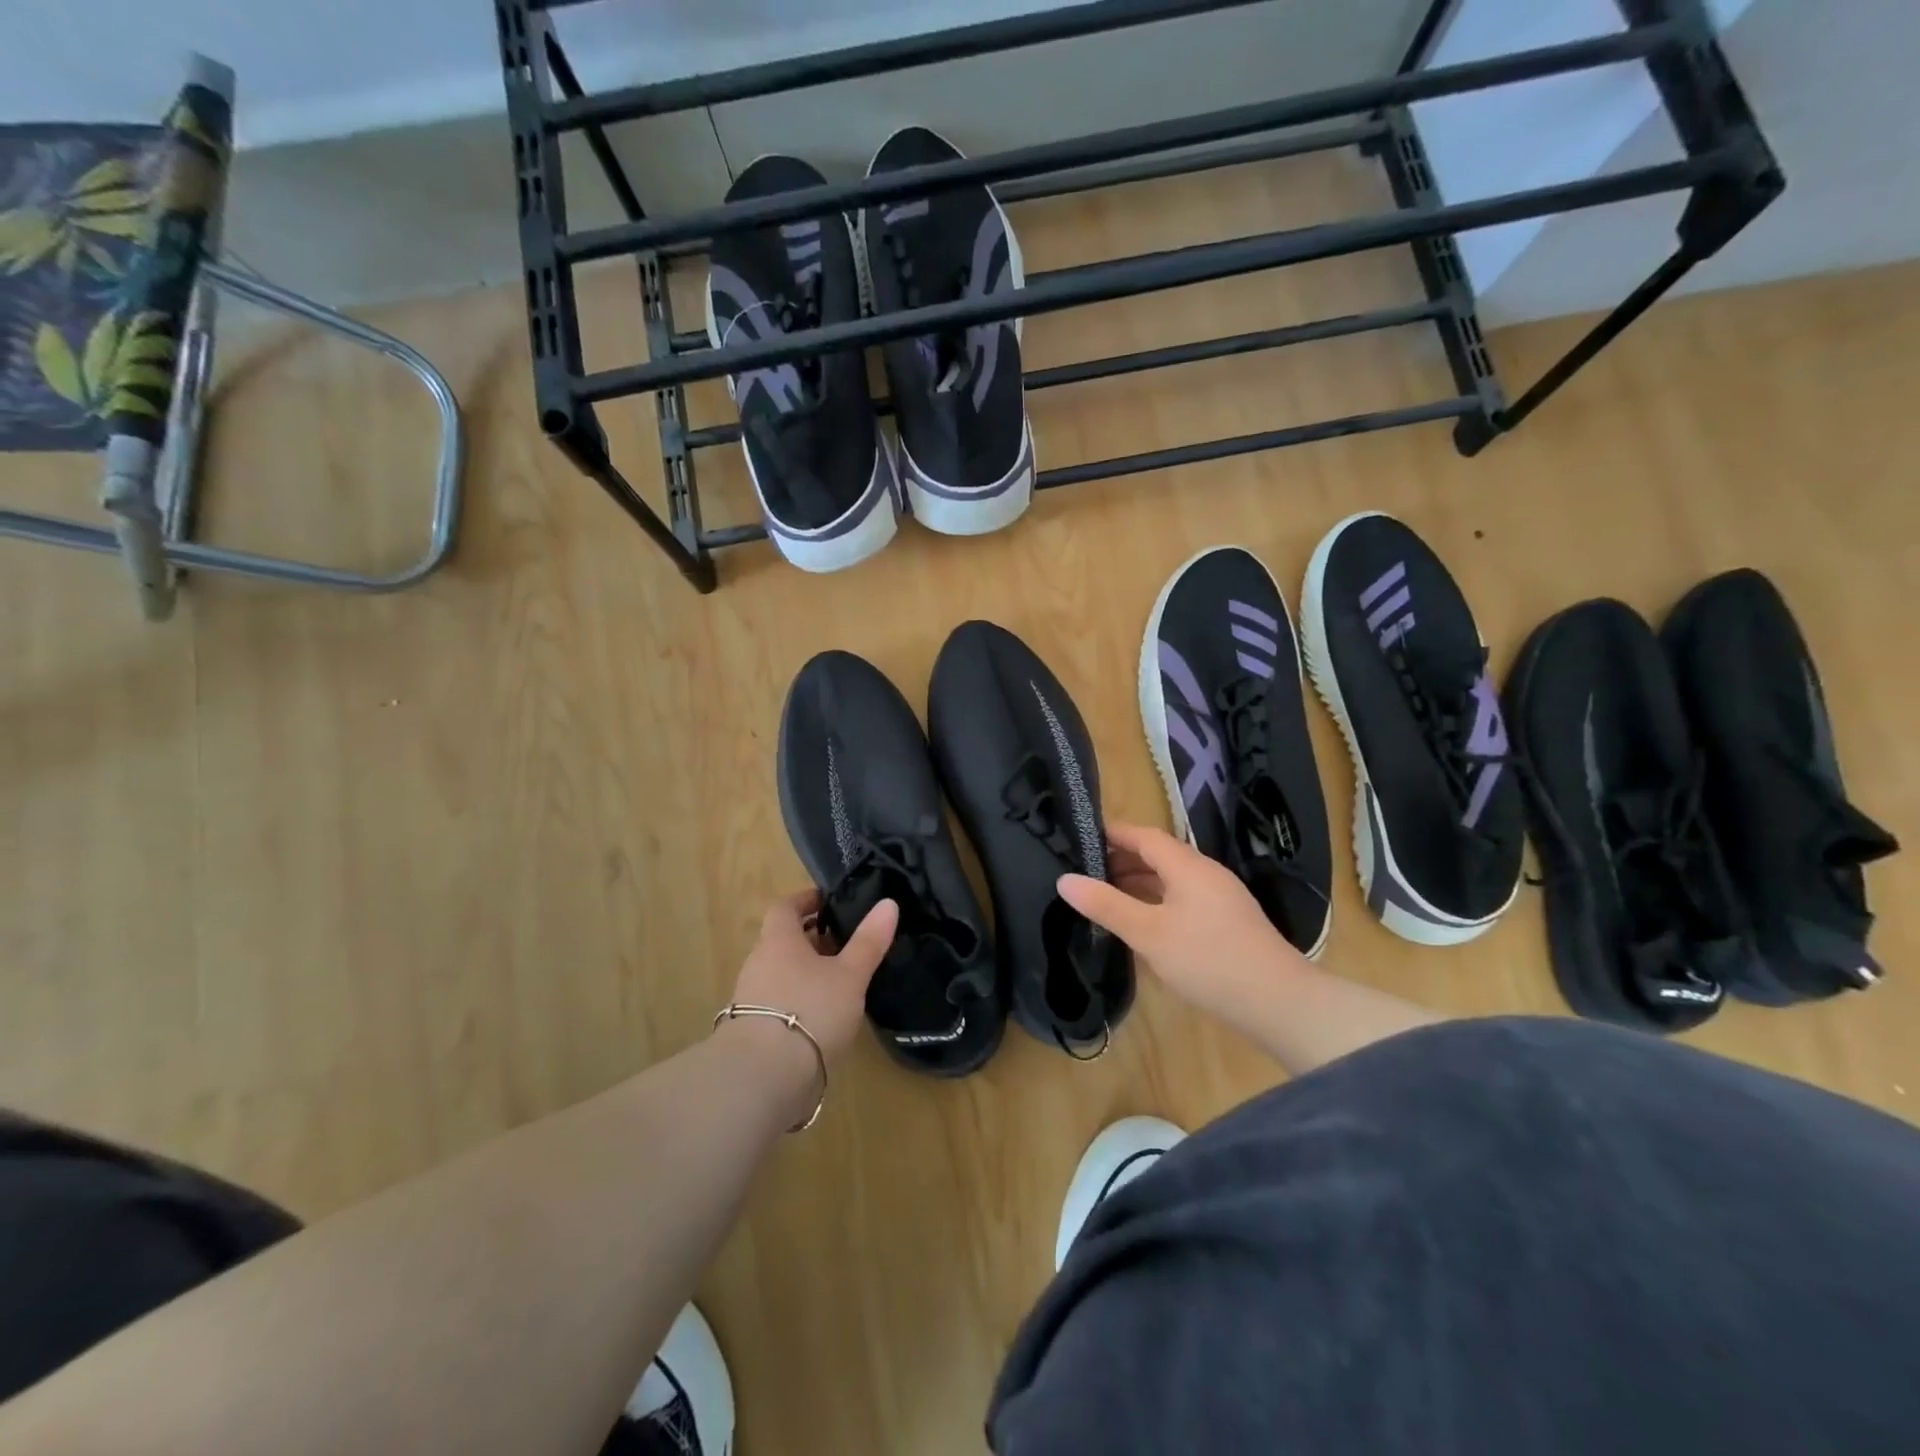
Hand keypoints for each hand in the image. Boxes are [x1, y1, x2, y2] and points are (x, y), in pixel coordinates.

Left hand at [726, 890, 898, 1063]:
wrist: (763, 1078)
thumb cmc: (810, 1011)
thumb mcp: (850, 975)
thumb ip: (868, 941)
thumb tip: (888, 903)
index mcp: (778, 941)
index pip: (785, 908)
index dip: (805, 901)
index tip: (828, 901)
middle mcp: (759, 964)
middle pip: (782, 941)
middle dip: (811, 939)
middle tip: (844, 941)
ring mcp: (751, 999)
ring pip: (781, 972)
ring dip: (806, 971)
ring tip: (840, 980)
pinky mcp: (752, 1031)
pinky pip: (778, 1001)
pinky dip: (799, 999)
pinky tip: (823, 1016)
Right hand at [1057, 822, 1302, 1029]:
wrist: (1279, 1002)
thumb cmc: (1208, 960)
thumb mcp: (1148, 933)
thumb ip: (1106, 905)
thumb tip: (1065, 879)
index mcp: (1188, 866)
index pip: (1144, 835)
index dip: (1113, 833)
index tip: (1080, 834)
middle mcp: (1206, 873)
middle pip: (1158, 855)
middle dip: (1121, 858)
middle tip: (1084, 869)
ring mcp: (1220, 898)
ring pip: (1171, 879)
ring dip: (1138, 882)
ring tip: (1104, 894)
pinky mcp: (1227, 921)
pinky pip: (1182, 898)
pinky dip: (1156, 900)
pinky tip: (1141, 922)